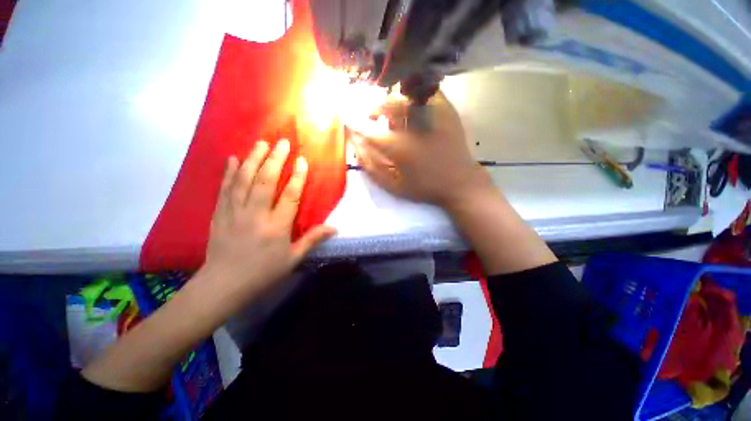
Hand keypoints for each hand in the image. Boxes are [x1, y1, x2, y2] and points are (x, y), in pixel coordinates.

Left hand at [200, 140, 335, 308]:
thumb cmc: (263, 272)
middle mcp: (255, 215)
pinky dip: (228, 172)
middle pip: (265, 181)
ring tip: (261, 143)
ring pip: (244, 180)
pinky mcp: (219, 213)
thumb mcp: (293, 259)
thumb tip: (334, 227)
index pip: (290, 196)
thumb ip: (312, 239)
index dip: (298, 177)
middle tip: (282, 142)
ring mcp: (234, 212)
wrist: (223, 284)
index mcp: (276, 227)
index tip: (303, 161)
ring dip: (253, 159)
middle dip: (275, 159)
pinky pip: (225, 188)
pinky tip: (232, 158)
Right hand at [351, 92, 492, 207]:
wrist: (459, 182)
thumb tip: (356, 146)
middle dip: (373, 109)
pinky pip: (424, 91)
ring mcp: (432, 114)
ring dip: (390, 103)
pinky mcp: (446, 109)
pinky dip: (412, 94)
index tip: (347, 120)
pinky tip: (409, 104)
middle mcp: (413, 126)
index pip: (369, 131)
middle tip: (370, 117)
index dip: (355, 124)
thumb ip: (372, 167)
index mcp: (400, 148)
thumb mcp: (394, 186)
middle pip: (386, 106)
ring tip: (389, 113)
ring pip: (403, 96)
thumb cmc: (425, 187)